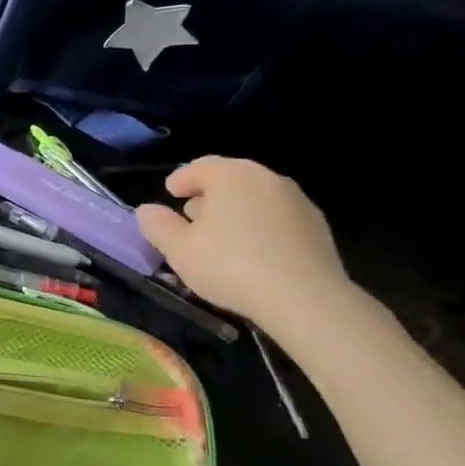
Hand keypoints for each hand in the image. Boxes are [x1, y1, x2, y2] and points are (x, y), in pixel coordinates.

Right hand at [135, 157, 352, 333]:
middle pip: (230, 178)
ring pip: (256, 197)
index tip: (170, 193)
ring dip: (236, 209)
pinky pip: (277, 217)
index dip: (181, 179)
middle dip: (208, 194)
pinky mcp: (316, 225)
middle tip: (192, 215)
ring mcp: (296, 200)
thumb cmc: (231, 266)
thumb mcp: (180, 250)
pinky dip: (260, 225)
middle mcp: (265, 178)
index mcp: (231, 176)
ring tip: (222, 236)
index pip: (199, 167)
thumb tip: (147, 210)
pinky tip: (253, 251)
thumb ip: (159, 226)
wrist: (305, 298)